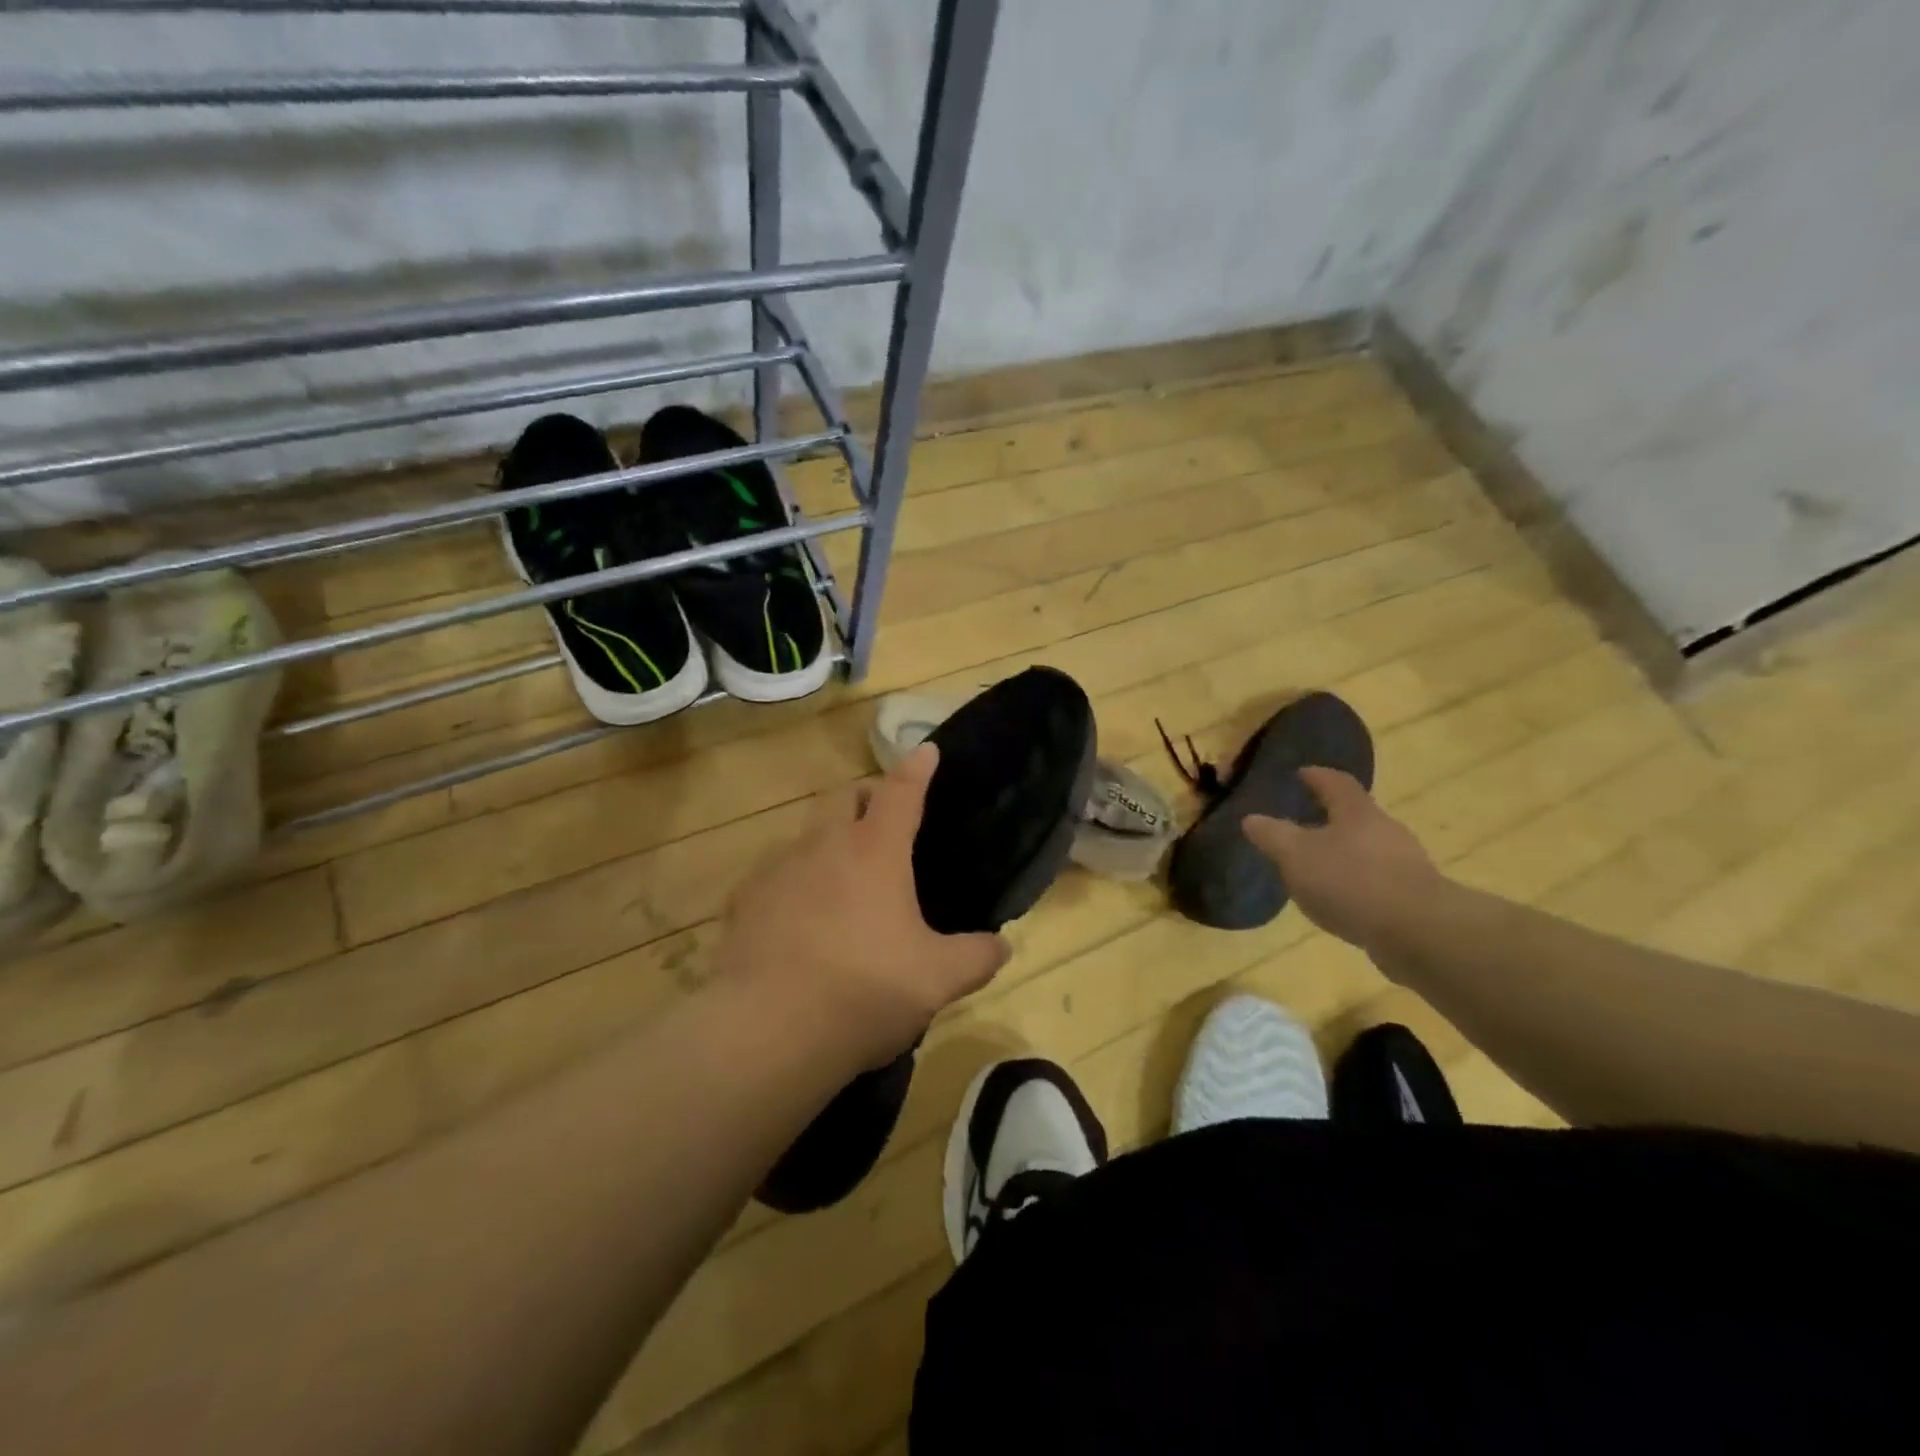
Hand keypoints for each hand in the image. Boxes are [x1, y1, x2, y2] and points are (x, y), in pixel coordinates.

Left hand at [717, 743, 1010, 1072]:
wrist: (767, 1031)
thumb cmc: (864, 989)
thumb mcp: (937, 980)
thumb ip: (976, 957)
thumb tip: (1001, 946)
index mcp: (875, 850)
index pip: (901, 791)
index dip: (917, 768)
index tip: (927, 750)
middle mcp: (823, 845)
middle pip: (845, 797)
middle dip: (867, 797)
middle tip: (884, 823)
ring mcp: (777, 869)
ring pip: (806, 835)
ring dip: (828, 843)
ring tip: (842, 883)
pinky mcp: (743, 901)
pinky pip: (774, 876)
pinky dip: (793, 883)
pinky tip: (799, 921)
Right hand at [1242, 767, 1449, 962]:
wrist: (1418, 931)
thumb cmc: (1350, 881)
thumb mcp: (1296, 856)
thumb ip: (1273, 835)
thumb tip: (1251, 819)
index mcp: (1356, 812)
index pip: (1336, 782)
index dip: (1317, 776)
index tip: (1301, 773)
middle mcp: (1385, 829)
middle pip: (1355, 815)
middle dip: (1330, 817)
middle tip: (1303, 824)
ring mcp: (1405, 863)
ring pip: (1368, 848)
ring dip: (1343, 853)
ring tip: (1317, 868)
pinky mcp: (1414, 896)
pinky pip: (1378, 880)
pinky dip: (1357, 883)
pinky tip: (1342, 900)